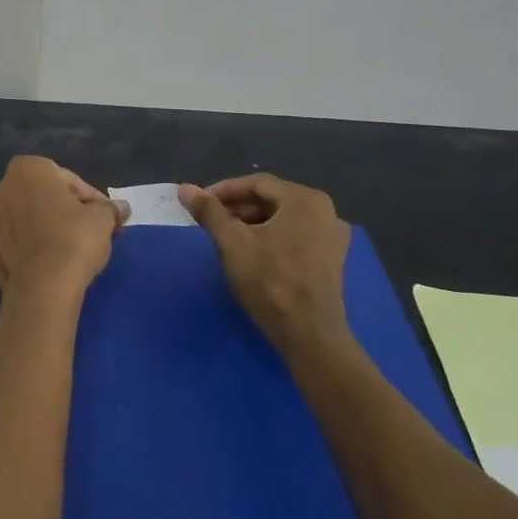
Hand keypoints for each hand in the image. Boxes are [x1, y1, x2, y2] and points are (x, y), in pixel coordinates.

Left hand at [0, 157, 128, 304]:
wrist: (43, 287)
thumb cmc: (74, 238)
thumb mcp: (102, 218)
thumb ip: (109, 208)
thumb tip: (121, 208)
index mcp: (27, 169)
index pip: (68, 180)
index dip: (91, 199)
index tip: (106, 217)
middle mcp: (2, 189)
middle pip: (44, 197)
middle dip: (67, 211)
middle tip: (92, 231)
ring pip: (27, 220)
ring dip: (47, 228)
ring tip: (73, 250)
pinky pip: (17, 244)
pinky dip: (33, 249)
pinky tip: (52, 264)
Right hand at [179, 174, 352, 354]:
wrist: (310, 335)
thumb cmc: (270, 280)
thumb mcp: (232, 242)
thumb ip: (209, 211)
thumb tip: (184, 188)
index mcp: (305, 199)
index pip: (257, 183)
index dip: (224, 190)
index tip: (200, 203)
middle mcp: (326, 211)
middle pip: (272, 200)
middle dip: (238, 208)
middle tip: (211, 220)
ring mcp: (333, 237)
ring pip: (284, 219)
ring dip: (253, 223)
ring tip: (226, 236)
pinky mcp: (332, 260)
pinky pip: (296, 236)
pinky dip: (272, 237)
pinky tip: (252, 252)